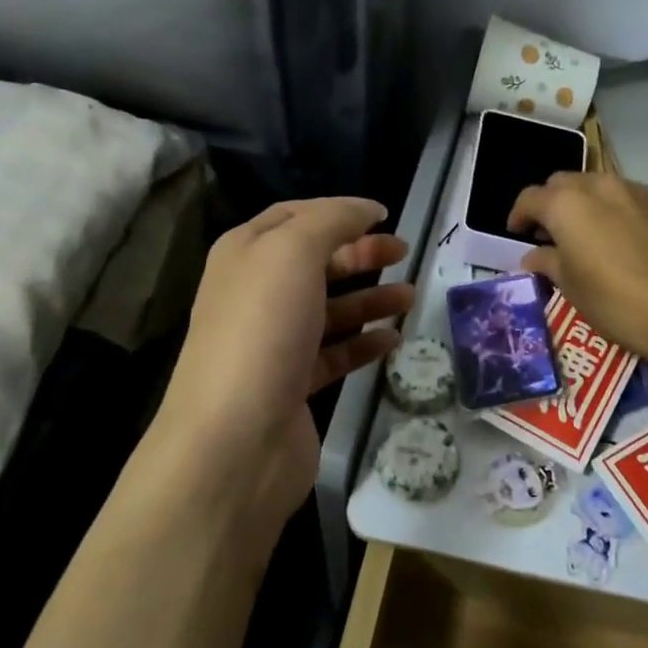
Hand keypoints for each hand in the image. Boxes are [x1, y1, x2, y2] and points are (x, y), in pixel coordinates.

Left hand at [146, 198, 413, 550]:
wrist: (236, 438)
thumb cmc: (263, 330)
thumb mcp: (293, 252)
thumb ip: (331, 221)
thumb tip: (365, 210)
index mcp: (245, 255)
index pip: (293, 217)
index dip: (338, 211)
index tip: (384, 215)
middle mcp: (255, 295)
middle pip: (314, 263)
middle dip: (359, 253)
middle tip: (404, 252)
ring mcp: (274, 343)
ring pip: (329, 310)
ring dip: (369, 299)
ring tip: (410, 296)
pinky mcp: (293, 386)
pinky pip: (335, 355)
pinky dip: (363, 343)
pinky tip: (393, 339)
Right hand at [509, 172, 647, 367]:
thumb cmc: (617, 302)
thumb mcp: (571, 287)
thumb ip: (547, 262)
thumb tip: (534, 255)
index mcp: (567, 204)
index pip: (530, 198)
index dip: (519, 216)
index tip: (517, 234)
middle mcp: (599, 185)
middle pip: (564, 183)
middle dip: (552, 204)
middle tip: (551, 233)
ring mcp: (637, 190)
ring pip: (599, 186)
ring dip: (586, 204)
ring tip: (589, 234)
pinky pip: (630, 197)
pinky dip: (618, 210)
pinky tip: (625, 239)